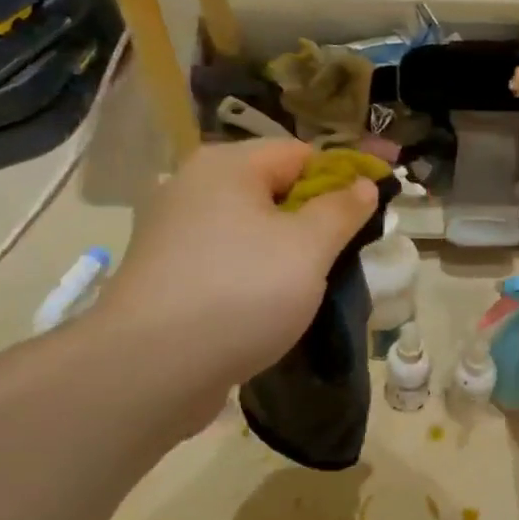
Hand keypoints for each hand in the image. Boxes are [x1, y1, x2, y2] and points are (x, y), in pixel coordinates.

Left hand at [95, 139, 377, 406]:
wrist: (152, 367)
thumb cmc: (241, 292)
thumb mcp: (309, 248)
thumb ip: (341, 211)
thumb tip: (363, 184)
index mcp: (226, 166)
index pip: (299, 152)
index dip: (339, 179)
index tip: (366, 218)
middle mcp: (192, 187)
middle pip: (271, 189)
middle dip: (311, 220)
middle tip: (340, 258)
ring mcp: (172, 232)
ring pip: (248, 230)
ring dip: (283, 252)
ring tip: (308, 288)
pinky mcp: (165, 274)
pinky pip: (225, 261)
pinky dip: (251, 275)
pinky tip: (266, 308)